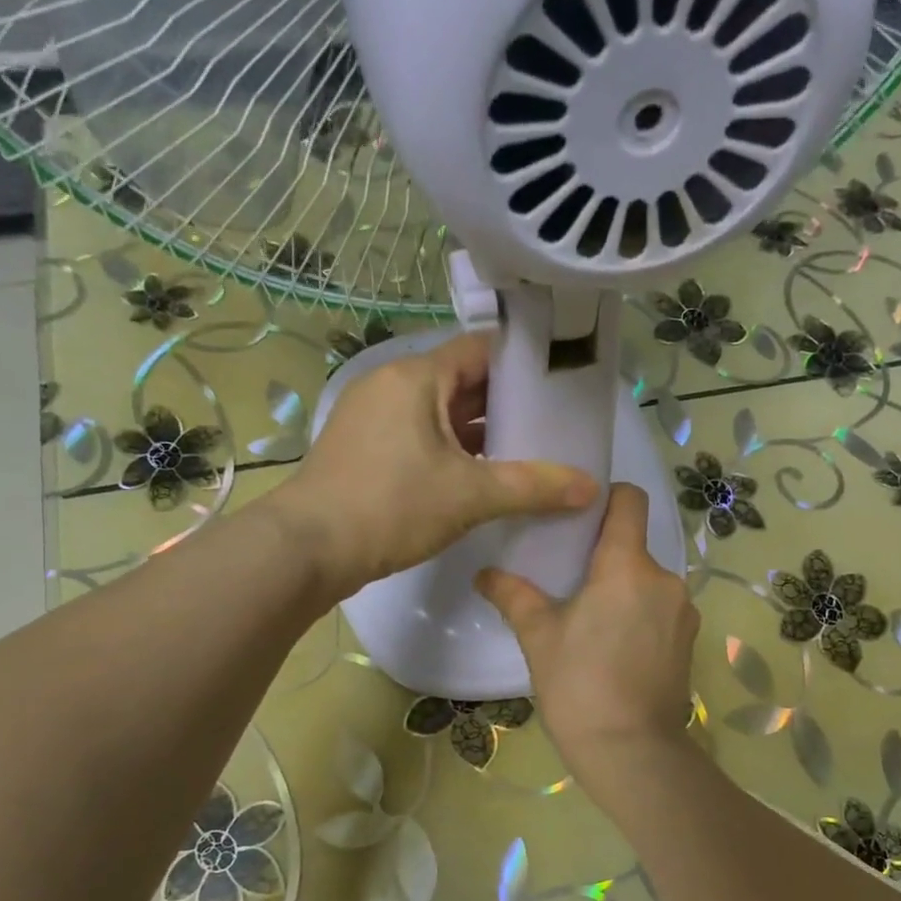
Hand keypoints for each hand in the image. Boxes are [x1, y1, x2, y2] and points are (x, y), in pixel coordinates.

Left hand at [271, 333, 598, 596]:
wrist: (309, 549)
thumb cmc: (391, 506)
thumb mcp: (470, 494)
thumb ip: (533, 487)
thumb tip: (591, 487)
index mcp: (415, 377)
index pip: (479, 351)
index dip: (522, 363)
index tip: (559, 382)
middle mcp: (391, 386)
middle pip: (461, 382)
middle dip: (506, 403)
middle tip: (552, 423)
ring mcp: (374, 418)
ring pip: (440, 413)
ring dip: (479, 432)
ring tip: (527, 452)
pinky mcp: (366, 449)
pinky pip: (421, 437)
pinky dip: (453, 451)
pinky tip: (483, 477)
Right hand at [477, 484, 699, 775]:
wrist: (632, 752)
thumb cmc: (579, 686)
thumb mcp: (539, 637)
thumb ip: (513, 596)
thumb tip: (484, 574)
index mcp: (627, 566)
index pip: (630, 500)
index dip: (608, 497)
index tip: (580, 515)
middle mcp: (664, 578)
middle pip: (634, 545)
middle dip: (605, 556)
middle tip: (570, 579)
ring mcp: (683, 611)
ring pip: (648, 580)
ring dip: (624, 589)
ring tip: (591, 619)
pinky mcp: (690, 640)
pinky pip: (662, 608)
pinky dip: (641, 614)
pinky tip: (616, 646)